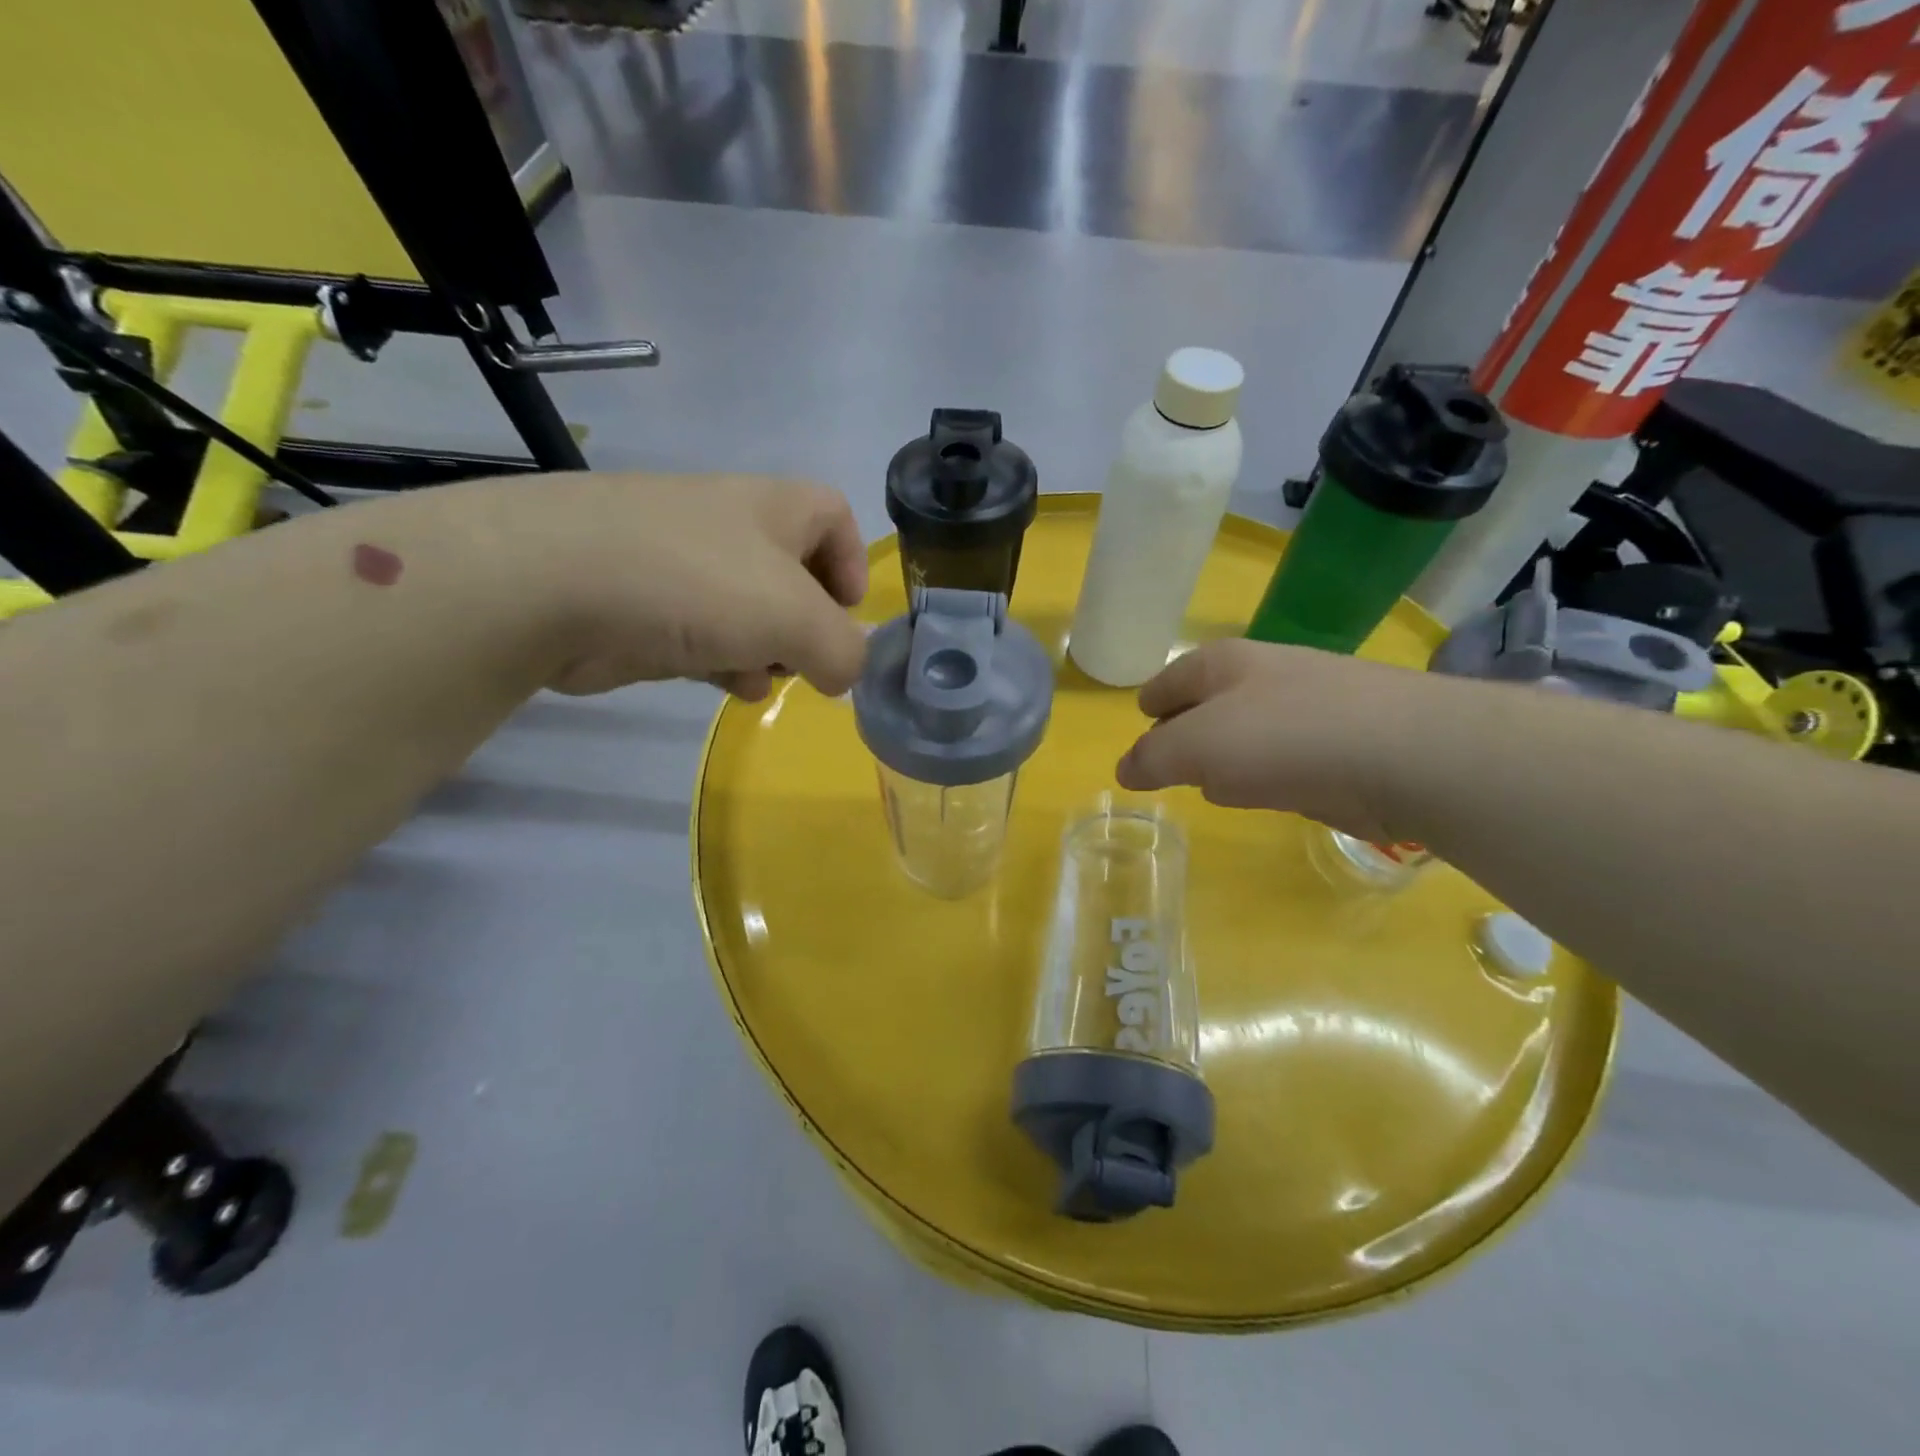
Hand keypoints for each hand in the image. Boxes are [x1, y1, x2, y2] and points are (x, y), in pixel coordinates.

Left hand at [493, 472, 869, 699]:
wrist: (552, 584)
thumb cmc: (697, 583)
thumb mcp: (797, 618)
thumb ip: (842, 650)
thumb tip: (843, 673)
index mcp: (773, 508)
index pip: (833, 515)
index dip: (853, 562)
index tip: (848, 613)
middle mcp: (729, 528)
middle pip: (792, 573)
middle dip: (808, 623)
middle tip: (808, 659)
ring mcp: (681, 565)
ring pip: (747, 611)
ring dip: (767, 651)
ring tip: (766, 680)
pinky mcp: (644, 606)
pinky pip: (703, 635)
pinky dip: (722, 660)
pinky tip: (723, 686)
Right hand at [1114, 638, 1434, 839]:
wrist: (1405, 754)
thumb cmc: (1282, 737)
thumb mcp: (1195, 748)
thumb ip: (1153, 758)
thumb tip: (1126, 769)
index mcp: (1223, 663)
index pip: (1171, 679)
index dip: (1152, 700)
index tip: (1143, 719)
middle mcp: (1266, 675)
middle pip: (1210, 702)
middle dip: (1189, 730)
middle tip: (1172, 760)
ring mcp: (1310, 706)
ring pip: (1250, 732)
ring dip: (1231, 756)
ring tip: (1216, 783)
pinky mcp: (1345, 742)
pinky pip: (1286, 758)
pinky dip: (1271, 774)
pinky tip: (1272, 794)